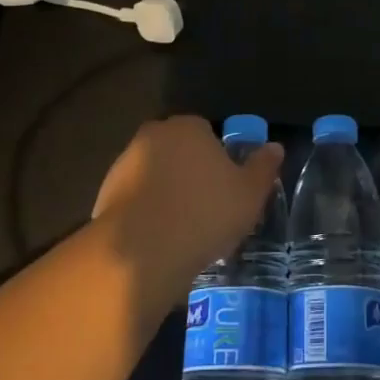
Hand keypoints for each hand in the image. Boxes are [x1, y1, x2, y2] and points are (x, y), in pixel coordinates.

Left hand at [91, 116, 283, 284]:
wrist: (141, 252)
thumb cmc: (204, 214)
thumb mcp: (249, 193)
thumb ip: (263, 167)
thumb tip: (275, 147)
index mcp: (188, 127)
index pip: (208, 133)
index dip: (220, 160)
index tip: (228, 189)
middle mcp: (152, 136)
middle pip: (179, 152)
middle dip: (192, 175)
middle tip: (209, 209)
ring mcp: (123, 165)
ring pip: (156, 176)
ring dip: (168, 195)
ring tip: (185, 231)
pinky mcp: (104, 195)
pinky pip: (136, 201)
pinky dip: (147, 214)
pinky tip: (160, 241)